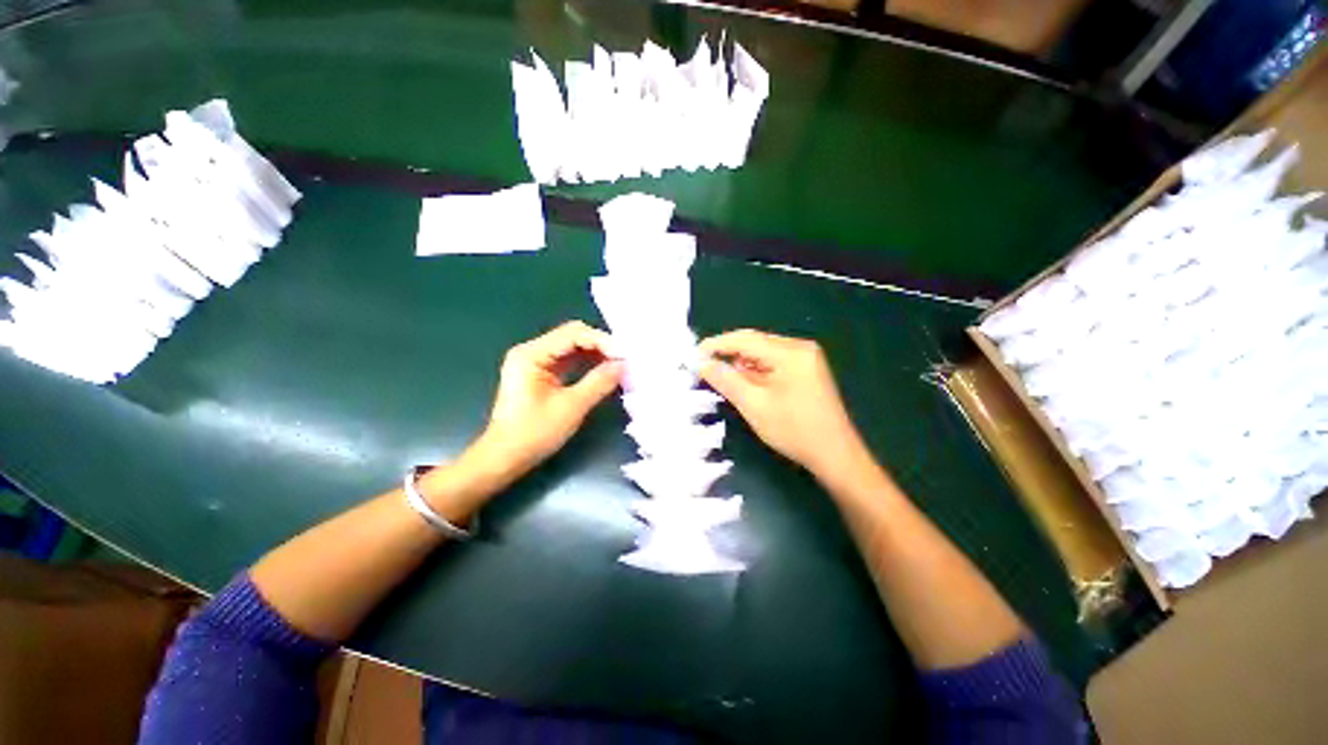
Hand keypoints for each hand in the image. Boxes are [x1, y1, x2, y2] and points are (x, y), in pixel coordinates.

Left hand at [468, 321, 622, 482]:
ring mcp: (535, 361)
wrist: (504, 458)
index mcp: (532, 354)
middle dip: (601, 345)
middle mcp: (532, 351)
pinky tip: (604, 369)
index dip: (602, 341)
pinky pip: (568, 359)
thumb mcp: (572, 407)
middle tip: (625, 358)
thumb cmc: (534, 433)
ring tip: (619, 363)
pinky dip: (587, 362)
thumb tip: (623, 365)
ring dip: (596, 353)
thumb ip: (599, 382)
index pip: (573, 334)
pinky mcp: (541, 373)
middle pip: (572, 335)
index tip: (626, 355)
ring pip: (572, 347)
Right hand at [699, 329, 868, 477]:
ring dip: (743, 364)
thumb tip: (702, 363)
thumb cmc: (794, 430)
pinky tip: (748, 385)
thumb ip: (726, 380)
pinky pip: (774, 362)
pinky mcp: (807, 369)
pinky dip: (757, 371)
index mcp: (790, 352)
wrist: (835, 455)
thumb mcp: (754, 405)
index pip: (745, 339)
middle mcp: (800, 347)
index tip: (695, 355)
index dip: (717, 344)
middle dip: (729, 355)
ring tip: (725, 380)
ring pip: (763, 353)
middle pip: (755, 343)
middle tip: (706, 369)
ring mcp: (806, 358)